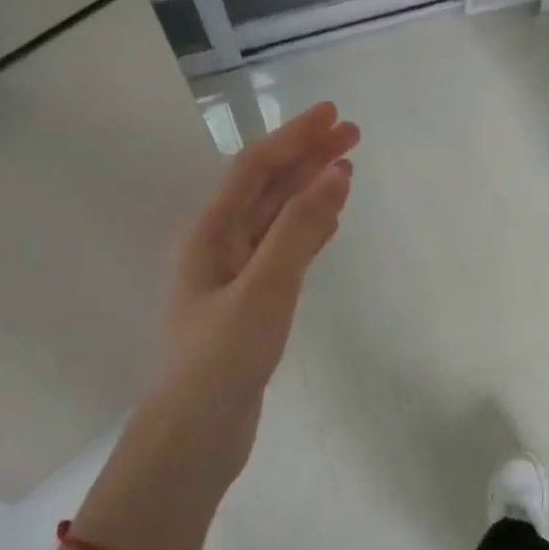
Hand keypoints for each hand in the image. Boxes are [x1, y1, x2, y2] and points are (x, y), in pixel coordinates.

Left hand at [78, 103, 357, 549]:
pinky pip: (284, 248)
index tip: (334, 114)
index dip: (294, 136)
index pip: (255, 167)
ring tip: (346, 168)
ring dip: (309, 189)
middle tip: (353, 134)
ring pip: (277, 217)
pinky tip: (329, 221)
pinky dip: (308, 228)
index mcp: (210, 233)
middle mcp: (220, 245)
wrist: (195, 435)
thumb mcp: (265, 288)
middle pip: (266, 186)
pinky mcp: (252, 302)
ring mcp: (235, 275)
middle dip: (307, 156)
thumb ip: (299, 229)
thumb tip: (336, 173)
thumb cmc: (222, 358)